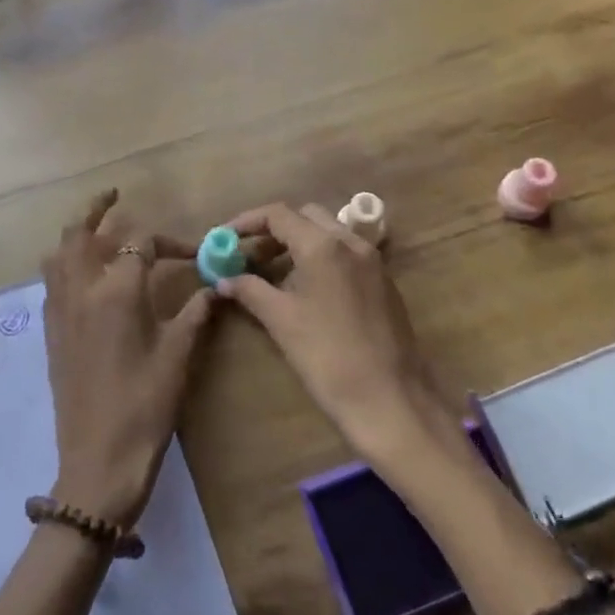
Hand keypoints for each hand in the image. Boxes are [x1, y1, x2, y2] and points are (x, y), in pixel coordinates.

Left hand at [40, 191, 217, 529]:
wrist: (98, 460)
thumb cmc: (145, 405)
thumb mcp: (178, 355)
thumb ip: (196, 313)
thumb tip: (216, 287)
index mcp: (117, 290)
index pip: (140, 242)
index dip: (170, 242)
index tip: (194, 255)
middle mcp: (81, 290)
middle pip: (80, 233)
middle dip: (97, 209)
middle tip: (115, 196)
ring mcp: (60, 310)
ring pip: (58, 254)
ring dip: (76, 235)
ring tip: (97, 231)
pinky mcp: (51, 332)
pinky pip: (51, 281)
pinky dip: (65, 263)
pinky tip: (84, 276)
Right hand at [217, 202, 443, 460]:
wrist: (390, 399)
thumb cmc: (328, 357)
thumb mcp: (281, 320)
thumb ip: (250, 290)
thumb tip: (224, 279)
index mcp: (323, 245)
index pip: (278, 214)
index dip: (247, 222)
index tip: (224, 238)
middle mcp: (351, 242)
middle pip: (305, 217)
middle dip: (274, 231)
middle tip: (249, 256)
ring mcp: (372, 261)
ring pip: (328, 233)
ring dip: (298, 244)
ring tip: (273, 275)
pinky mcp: (383, 281)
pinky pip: (346, 254)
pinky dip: (321, 258)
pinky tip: (307, 290)